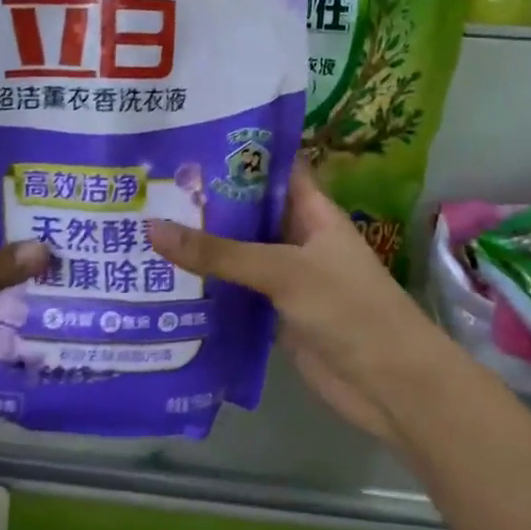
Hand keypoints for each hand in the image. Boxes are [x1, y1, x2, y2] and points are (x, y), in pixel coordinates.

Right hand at [146, 165, 456, 444]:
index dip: (235, 154)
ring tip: (140, 230)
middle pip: (247, 214)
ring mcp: (285, 280)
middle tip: (146, 189)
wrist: (390, 385)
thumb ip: (220, 253)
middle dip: (203, 203)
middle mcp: (298, 240)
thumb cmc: (349, 310)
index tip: (183, 144)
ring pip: (237, 256)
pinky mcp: (274, 317)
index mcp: (312, 213)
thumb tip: (151, 229)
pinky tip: (163, 283)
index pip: (272, 170)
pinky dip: (206, 290)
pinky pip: (235, 295)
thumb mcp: (284, 271)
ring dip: (199, 249)